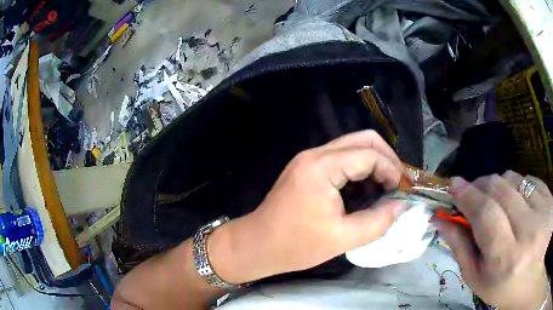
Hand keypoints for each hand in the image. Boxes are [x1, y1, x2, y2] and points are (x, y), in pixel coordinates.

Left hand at [209, 130, 405, 283]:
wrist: (257, 245)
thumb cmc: (295, 245)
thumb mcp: (342, 239)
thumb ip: (378, 221)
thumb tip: (402, 206)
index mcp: (322, 166)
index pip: (369, 154)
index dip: (392, 169)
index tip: (403, 190)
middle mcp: (315, 154)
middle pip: (362, 139)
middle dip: (386, 158)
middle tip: (398, 183)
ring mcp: (309, 159)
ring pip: (353, 146)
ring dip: (374, 162)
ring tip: (387, 186)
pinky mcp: (307, 168)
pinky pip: (342, 158)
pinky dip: (360, 168)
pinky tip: (367, 188)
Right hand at [436, 172, 551, 309]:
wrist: (532, 279)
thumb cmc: (508, 290)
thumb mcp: (480, 282)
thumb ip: (461, 250)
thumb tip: (442, 221)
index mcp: (506, 259)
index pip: (484, 214)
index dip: (466, 194)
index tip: (453, 183)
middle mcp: (528, 231)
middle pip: (500, 189)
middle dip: (480, 184)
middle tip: (472, 191)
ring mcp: (543, 211)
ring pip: (515, 179)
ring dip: (499, 184)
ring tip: (496, 199)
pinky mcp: (550, 199)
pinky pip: (530, 180)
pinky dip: (518, 185)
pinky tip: (517, 200)